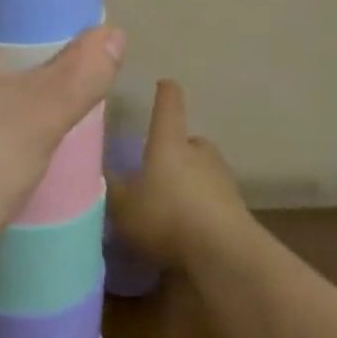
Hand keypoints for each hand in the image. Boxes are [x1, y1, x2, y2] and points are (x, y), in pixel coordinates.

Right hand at [107, 79, 247, 266]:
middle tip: (159, 166)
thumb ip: (109, 189)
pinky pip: (214, 201)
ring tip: (173, 201)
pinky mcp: (238, 210)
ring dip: (191, 180)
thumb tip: (98, 173)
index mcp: (169, 142)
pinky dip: (203, 208)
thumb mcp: (122, 206)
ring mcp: (223, 180)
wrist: (225, 254)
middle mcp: (199, 153)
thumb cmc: (166, 216)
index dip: (164, 93)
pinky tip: (189, 228)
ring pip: (204, 171)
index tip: (164, 83)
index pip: (168, 106)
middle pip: (190, 141)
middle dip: (177, 149)